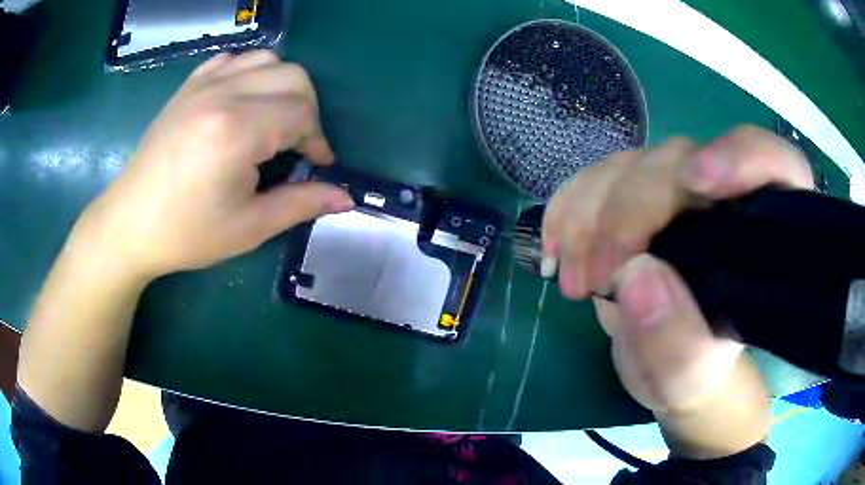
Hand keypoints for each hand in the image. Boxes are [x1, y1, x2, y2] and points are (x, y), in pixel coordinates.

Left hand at [73, 51, 352, 279]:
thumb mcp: (249, 227)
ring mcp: (203, 84)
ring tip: (272, 120)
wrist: (130, 223)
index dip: (318, 140)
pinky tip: (243, 101)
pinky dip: (250, 73)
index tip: (317, 165)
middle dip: (307, 109)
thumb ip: (302, 203)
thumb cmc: (186, 232)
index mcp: (237, 130)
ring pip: (267, 60)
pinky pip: (233, 60)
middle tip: (297, 144)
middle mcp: (223, 93)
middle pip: (293, 77)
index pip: (302, 113)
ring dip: (282, 87)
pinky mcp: (188, 86)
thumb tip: (347, 196)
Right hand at [543, 126, 812, 413]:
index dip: (742, 155)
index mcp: (763, 232)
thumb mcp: (689, 377)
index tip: (700, 181)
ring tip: (574, 282)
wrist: (665, 363)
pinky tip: (556, 250)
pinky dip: (566, 209)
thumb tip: (636, 274)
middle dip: (629, 212)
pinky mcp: (634, 197)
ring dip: (587, 217)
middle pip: (679, 162)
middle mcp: (723, 197)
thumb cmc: (693, 373)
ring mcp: (675, 191)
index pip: (773, 163)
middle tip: (597, 278)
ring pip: (629, 165)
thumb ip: (676, 342)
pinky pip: (594, 179)